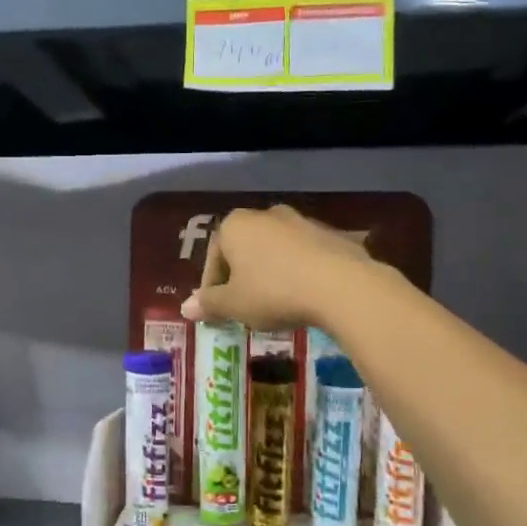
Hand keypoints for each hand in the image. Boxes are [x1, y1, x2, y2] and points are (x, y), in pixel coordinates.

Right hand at [180, 205, 378, 330]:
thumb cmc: (273, 292)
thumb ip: (209, 304)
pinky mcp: (331, 234)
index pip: (214, 257)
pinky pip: (305, 256)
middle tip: (246, 308)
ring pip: (275, 252)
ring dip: (271, 274)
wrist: (340, 285)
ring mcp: (302, 221)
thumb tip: (186, 307)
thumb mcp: (233, 304)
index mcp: (235, 225)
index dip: (212, 287)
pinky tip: (305, 297)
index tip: (219, 311)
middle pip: (244, 250)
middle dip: (242, 278)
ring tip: (277, 305)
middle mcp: (266, 215)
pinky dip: (299, 273)